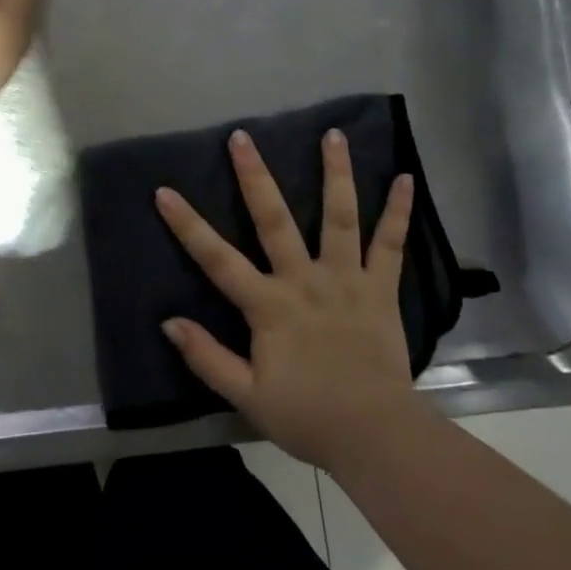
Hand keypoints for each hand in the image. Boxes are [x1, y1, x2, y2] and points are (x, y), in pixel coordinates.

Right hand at [156, 130, 417, 471]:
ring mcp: (346, 279)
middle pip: (274, 220)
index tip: (165, 192)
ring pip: (339, 217)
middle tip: (242, 137)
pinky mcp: (380, 288)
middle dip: (255, 176)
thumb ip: (207, 358)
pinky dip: (398, 211)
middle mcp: (304, 280)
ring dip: (335, 173)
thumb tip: (169, 322)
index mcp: (269, 306)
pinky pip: (390, 244)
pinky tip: (405, 178)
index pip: (218, 259)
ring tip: (333, 134)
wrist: (375, 435)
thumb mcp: (247, 396)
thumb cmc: (307, 416)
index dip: (188, 225)